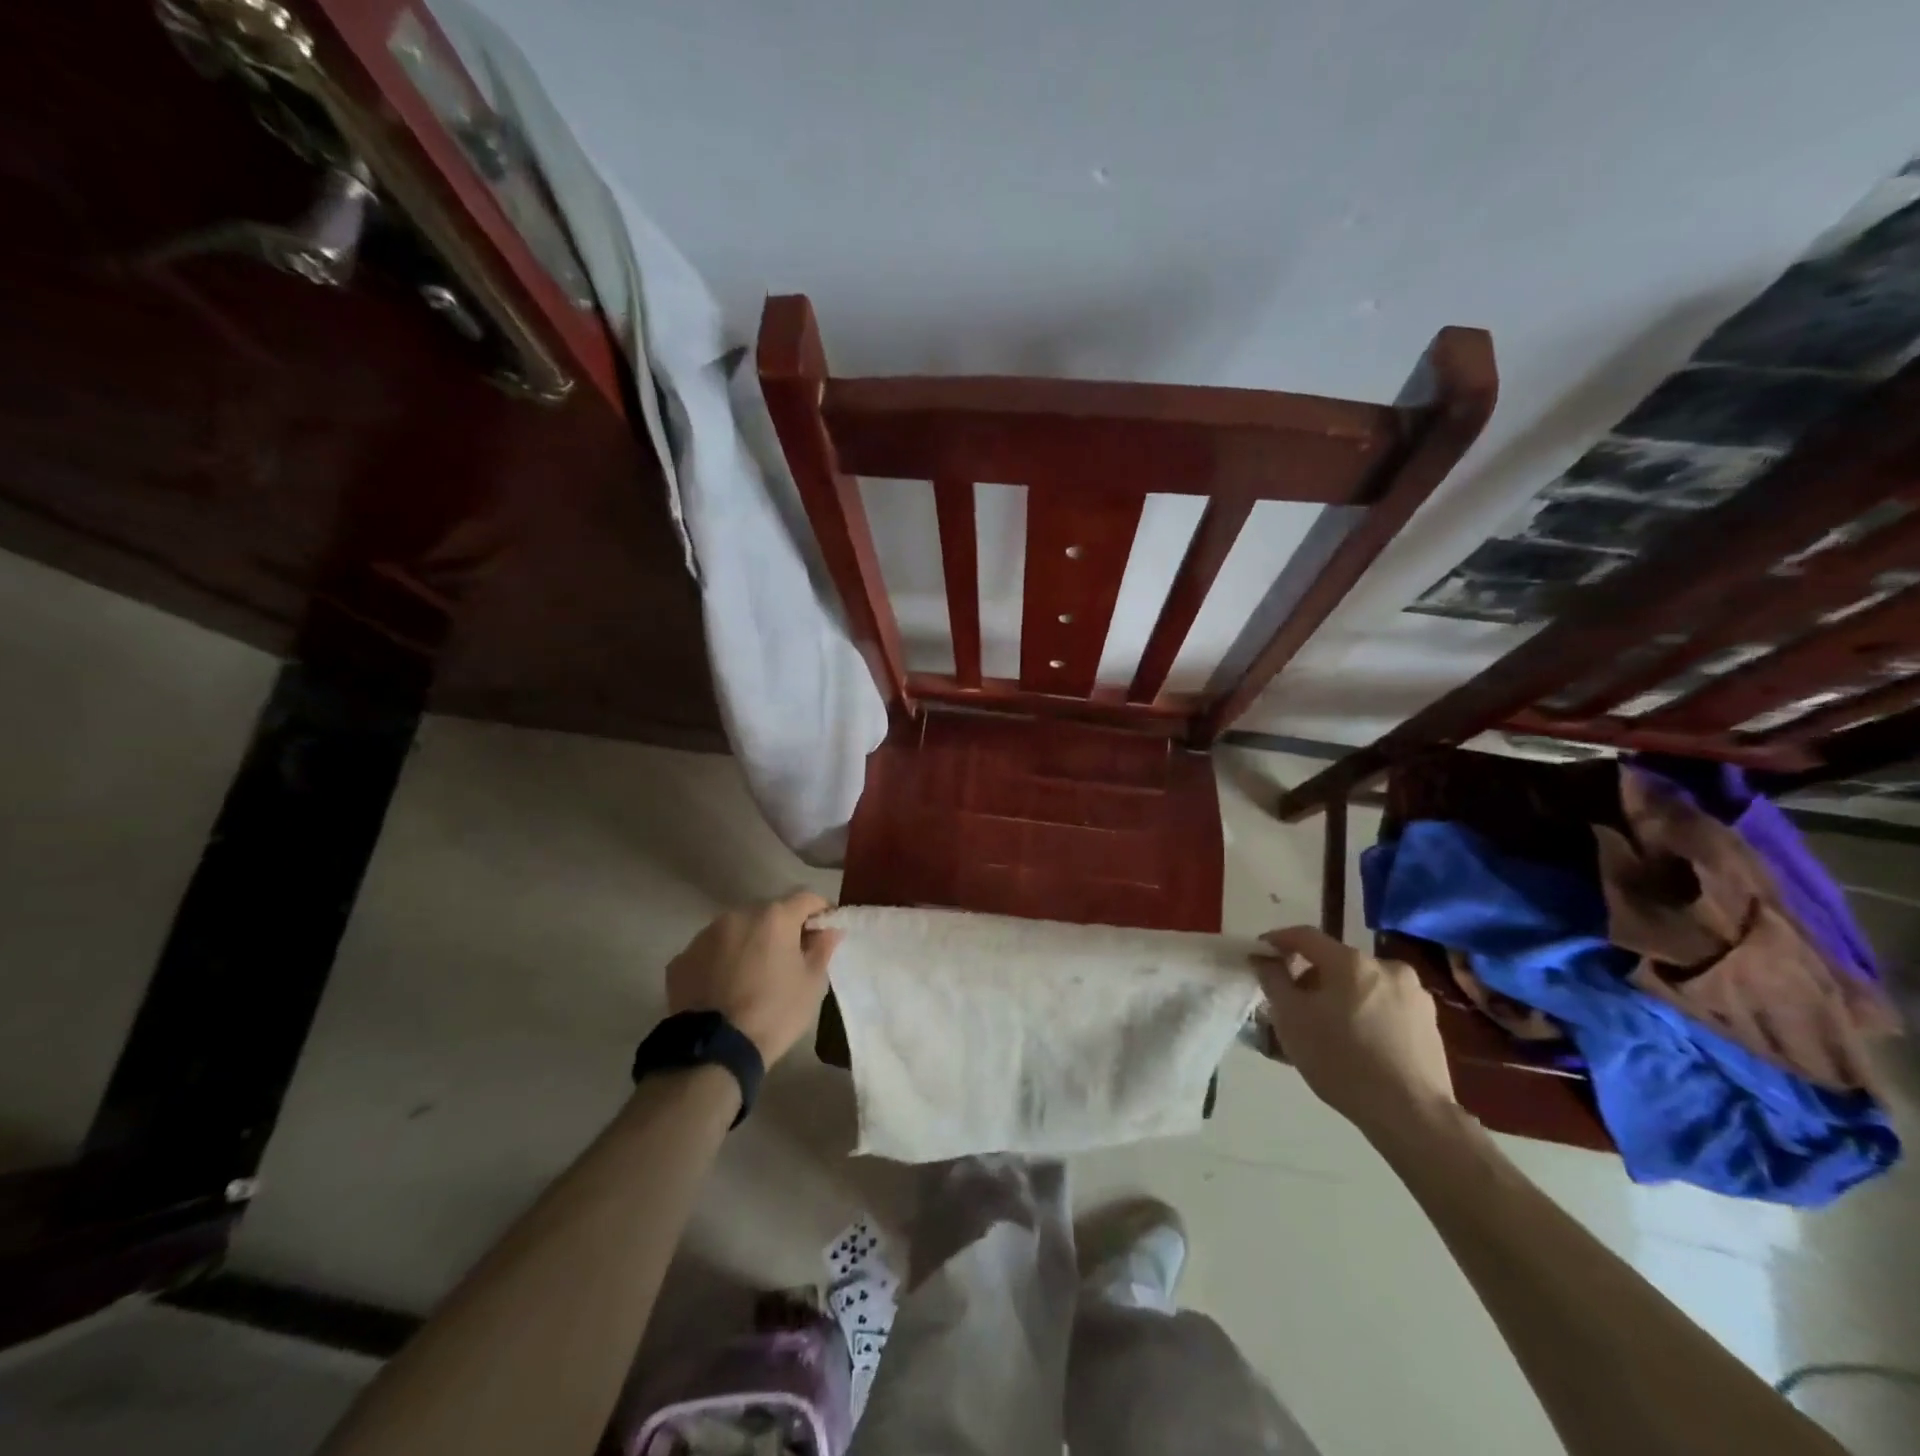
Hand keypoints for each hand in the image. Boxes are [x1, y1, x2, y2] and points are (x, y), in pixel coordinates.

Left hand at [666, 892, 841, 1064]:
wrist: (714, 1051)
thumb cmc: (774, 1013)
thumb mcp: (811, 984)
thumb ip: (822, 949)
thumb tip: (829, 930)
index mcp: (774, 917)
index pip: (806, 899)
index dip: (820, 911)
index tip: (824, 930)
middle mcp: (738, 915)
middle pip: (768, 913)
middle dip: (781, 929)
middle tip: (788, 957)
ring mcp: (704, 936)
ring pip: (736, 930)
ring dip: (748, 943)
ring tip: (751, 974)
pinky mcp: (681, 959)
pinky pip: (709, 952)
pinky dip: (720, 962)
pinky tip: (723, 988)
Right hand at [1251, 926, 1459, 1142]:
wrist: (1412, 1115)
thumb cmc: (1341, 1061)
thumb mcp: (1291, 1019)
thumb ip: (1273, 979)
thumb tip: (1264, 957)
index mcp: (1351, 961)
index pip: (1305, 936)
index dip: (1278, 940)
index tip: (1260, 954)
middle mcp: (1386, 967)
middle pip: (1336, 962)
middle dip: (1310, 977)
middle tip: (1293, 1005)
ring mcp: (1415, 995)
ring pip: (1362, 984)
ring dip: (1339, 996)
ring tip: (1326, 1029)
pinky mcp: (1430, 1023)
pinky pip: (1385, 1006)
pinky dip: (1365, 1013)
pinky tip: (1357, 1043)